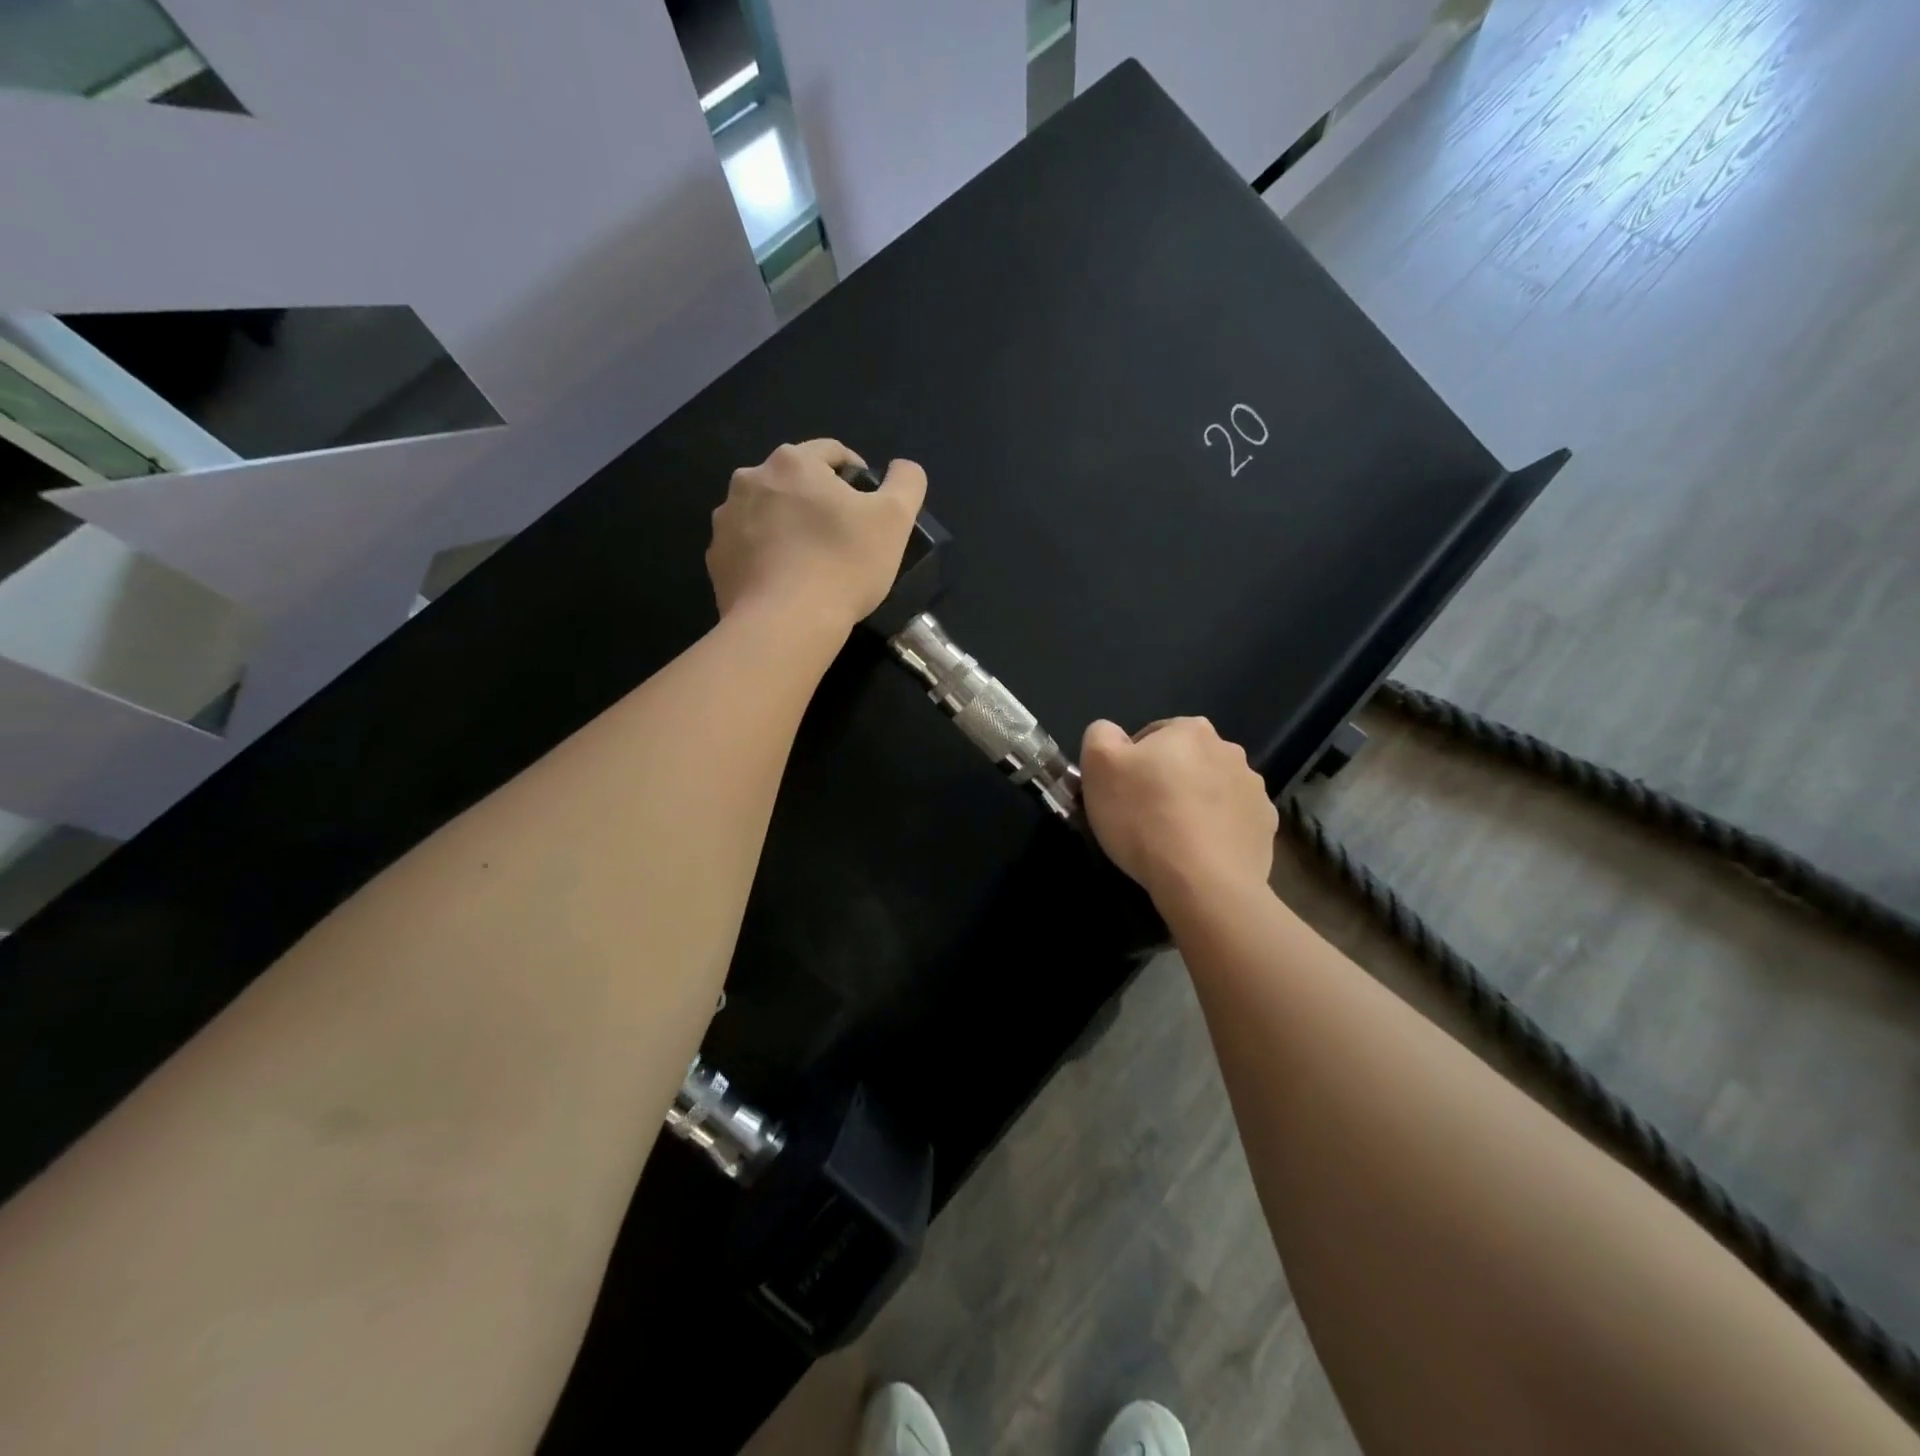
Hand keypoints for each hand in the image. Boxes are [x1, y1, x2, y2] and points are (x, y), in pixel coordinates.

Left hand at [706, 440, 927, 631]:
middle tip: (841, 538)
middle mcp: (750, 479)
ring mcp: (726, 520)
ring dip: (788, 526)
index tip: (870, 507)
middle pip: (794, 481)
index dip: (857, 474)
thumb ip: (906, 483)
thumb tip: (902, 468)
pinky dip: (766, 557)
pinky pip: (747, 548)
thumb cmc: (844, 564)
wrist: (785, 624)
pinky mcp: (716, 559)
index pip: (831, 452)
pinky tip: (786, 583)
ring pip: (767, 513)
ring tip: (811, 563)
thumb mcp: (895, 519)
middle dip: (817, 501)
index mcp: (793, 462)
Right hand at [1079, 717, 1277, 907]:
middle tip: (1142, 817)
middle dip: (1166, 782)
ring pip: (1211, 791)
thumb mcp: (1098, 765)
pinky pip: (1233, 822)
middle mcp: (1229, 750)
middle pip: (1185, 762)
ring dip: (1194, 805)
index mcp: (1189, 729)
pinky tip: (1199, 854)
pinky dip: (1217, 831)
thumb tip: (1112, 734)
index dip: (1130, 764)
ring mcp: (1254, 789)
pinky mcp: (1265, 826)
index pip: (1151, 736)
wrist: (1203, 882)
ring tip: (1172, 840)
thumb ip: (1100, 735)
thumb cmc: (1144, 818)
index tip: (1121, 793)